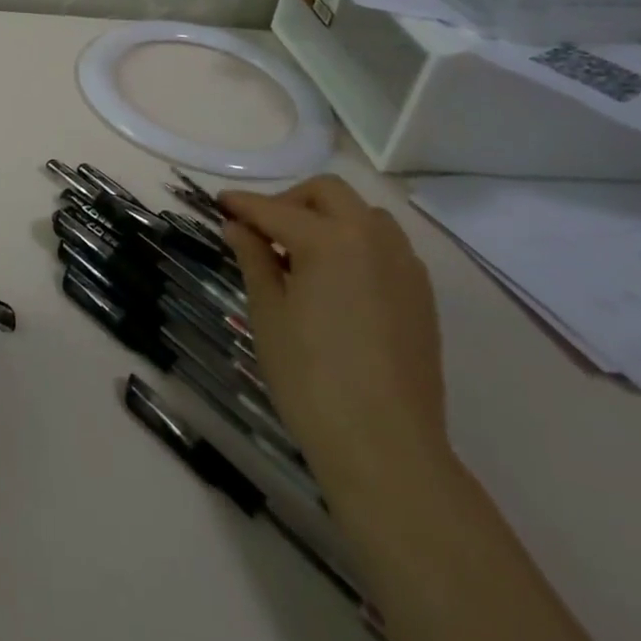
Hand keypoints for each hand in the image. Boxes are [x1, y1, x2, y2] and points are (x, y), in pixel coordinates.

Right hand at [220, 176, 449, 501]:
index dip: (243, 205)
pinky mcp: (421, 295)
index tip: (220, 204)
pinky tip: (334, 280)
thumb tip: (238, 226)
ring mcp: (405, 266)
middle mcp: (374, 239)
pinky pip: (385, 246)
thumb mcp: (268, 313)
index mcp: (331, 240)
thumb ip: (254, 258)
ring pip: (363, 214)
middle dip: (290, 201)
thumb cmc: (311, 377)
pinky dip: (355, 243)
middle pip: (328, 193)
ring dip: (327, 218)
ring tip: (299, 255)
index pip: (275, 210)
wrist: (385, 447)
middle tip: (262, 232)